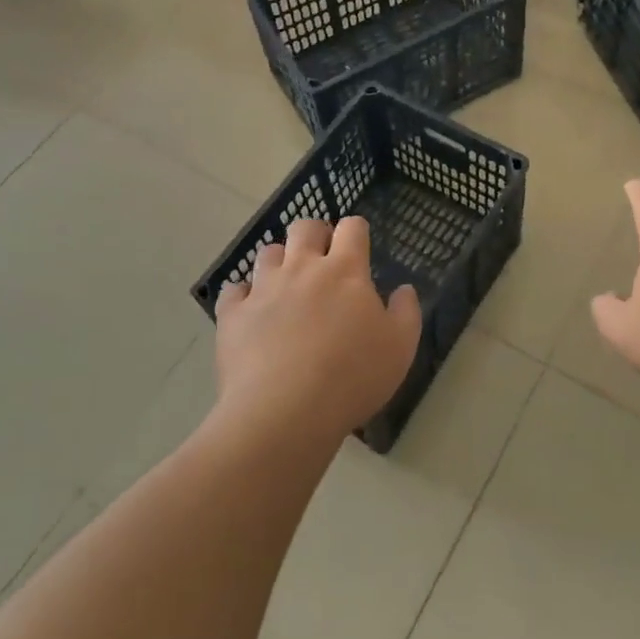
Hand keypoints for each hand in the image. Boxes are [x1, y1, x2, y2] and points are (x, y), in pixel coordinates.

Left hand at [215, 218, 420, 444]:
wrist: (284, 411)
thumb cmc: (352, 377)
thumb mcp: (400, 348)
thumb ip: (406, 312)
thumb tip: (404, 289)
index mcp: (345, 271)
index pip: (351, 228)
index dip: (356, 231)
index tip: (358, 246)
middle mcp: (302, 268)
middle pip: (305, 227)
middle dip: (315, 234)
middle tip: (322, 258)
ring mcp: (264, 288)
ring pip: (268, 252)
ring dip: (280, 261)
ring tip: (287, 285)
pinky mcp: (233, 314)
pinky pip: (234, 290)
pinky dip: (243, 295)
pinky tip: (252, 311)